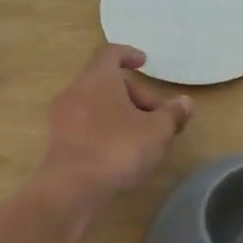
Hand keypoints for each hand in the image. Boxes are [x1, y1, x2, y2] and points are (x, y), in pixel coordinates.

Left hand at [38, 44, 192, 204]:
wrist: (72, 188)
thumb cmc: (119, 148)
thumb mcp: (158, 131)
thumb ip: (172, 114)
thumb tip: (185, 102)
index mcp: (98, 79)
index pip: (110, 53)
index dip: (128, 55)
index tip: (144, 63)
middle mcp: (75, 91)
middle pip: (106, 82)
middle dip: (134, 95)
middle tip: (157, 117)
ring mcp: (62, 117)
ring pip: (95, 105)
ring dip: (119, 114)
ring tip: (142, 137)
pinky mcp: (58, 142)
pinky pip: (85, 125)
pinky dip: (104, 130)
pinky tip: (120, 152)